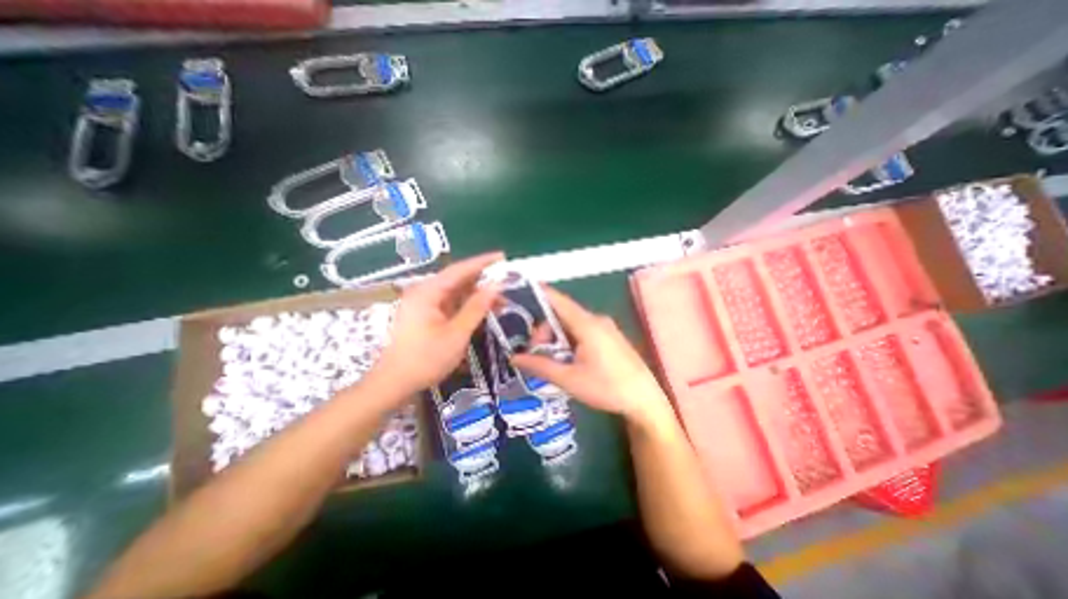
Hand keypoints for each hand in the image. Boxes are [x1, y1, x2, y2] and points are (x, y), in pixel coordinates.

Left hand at [371, 251, 502, 396]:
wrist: (394, 383)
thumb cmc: (426, 359)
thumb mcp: (456, 334)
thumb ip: (476, 307)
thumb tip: (495, 285)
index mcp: (428, 292)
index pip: (459, 270)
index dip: (482, 262)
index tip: (502, 257)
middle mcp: (424, 292)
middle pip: (458, 279)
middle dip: (483, 281)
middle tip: (507, 283)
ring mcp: (424, 303)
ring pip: (456, 292)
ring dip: (477, 295)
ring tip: (501, 301)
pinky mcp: (426, 314)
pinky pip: (451, 303)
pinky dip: (467, 305)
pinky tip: (483, 310)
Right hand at [513, 289, 669, 428]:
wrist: (645, 401)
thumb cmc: (607, 388)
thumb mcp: (569, 379)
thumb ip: (540, 365)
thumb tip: (514, 358)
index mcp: (587, 324)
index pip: (558, 301)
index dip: (539, 293)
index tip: (521, 290)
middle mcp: (596, 319)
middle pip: (562, 314)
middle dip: (544, 329)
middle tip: (536, 352)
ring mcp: (605, 327)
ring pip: (572, 323)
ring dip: (556, 336)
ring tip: (551, 360)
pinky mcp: (610, 337)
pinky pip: (583, 330)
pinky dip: (569, 339)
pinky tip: (567, 358)